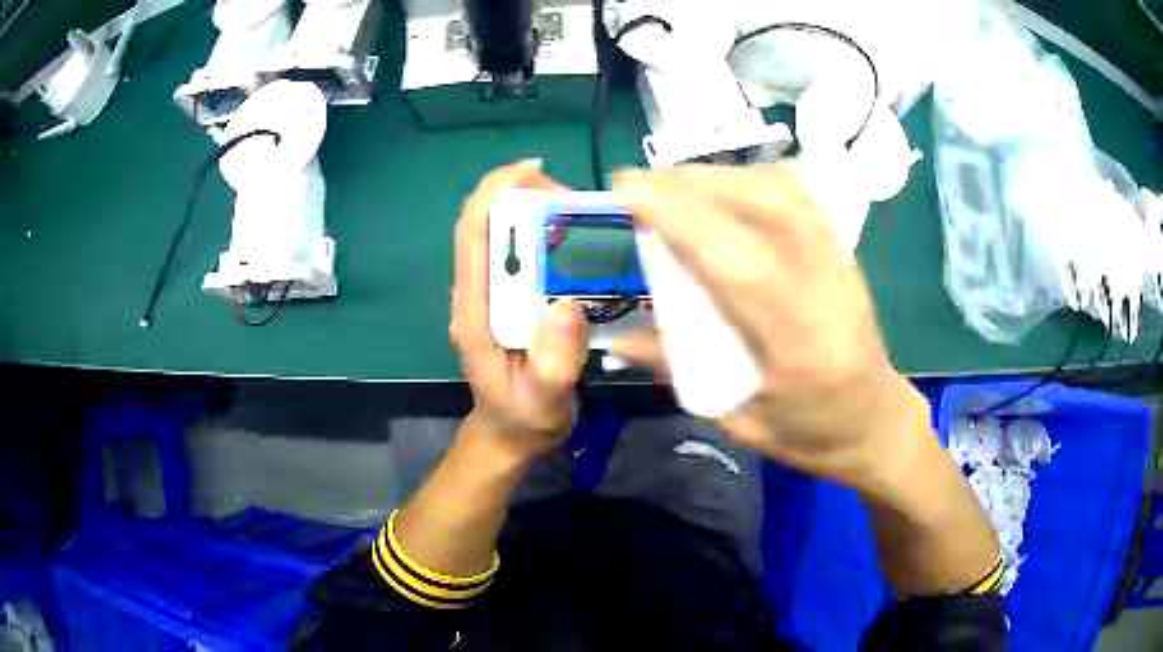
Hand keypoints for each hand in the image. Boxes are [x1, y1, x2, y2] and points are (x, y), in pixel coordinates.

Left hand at [450, 160, 590, 462]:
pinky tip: (581, 241)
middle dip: (527, 198)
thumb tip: (566, 305)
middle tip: (579, 201)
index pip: (473, 235)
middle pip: (492, 225)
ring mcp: (493, 295)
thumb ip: (553, 364)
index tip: (533, 170)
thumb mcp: (543, 401)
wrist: (511, 436)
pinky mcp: (510, 299)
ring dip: (540, 213)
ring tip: (586, 217)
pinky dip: (549, 236)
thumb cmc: (524, 419)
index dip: (495, 193)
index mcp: (476, 311)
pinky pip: (524, 254)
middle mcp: (479, 294)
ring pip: (507, 235)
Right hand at [611, 163, 933, 495]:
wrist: (876, 422)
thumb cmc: (810, 433)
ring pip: (781, 190)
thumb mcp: (739, 420)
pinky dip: (752, 178)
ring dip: (720, 176)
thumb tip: (618, 338)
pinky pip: (798, 193)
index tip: (627, 191)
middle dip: (691, 184)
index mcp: (798, 346)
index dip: (681, 216)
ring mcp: (840, 262)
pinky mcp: (843, 249)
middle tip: (638, 186)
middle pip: (763, 206)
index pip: (738, 262)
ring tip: (674, 185)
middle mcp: (825, 289)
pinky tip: (726, 189)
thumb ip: (679, 372)